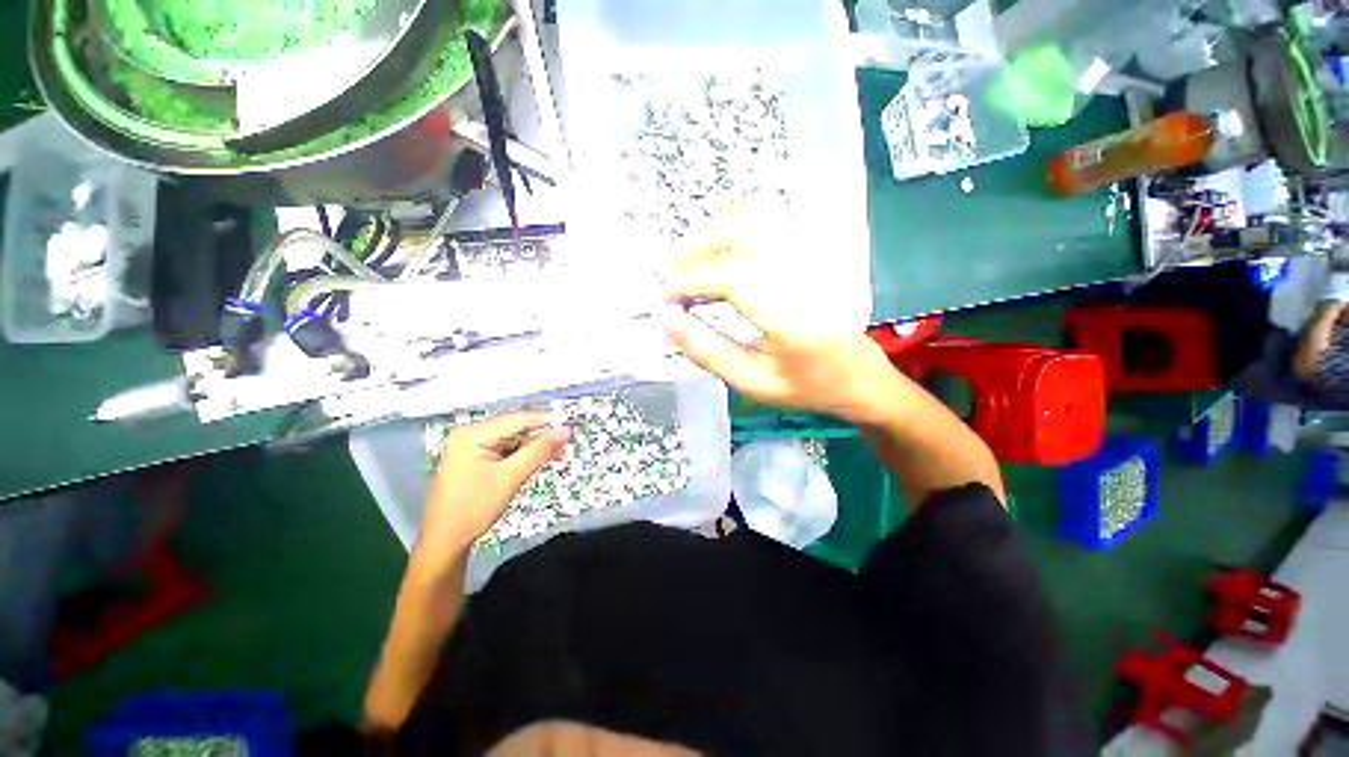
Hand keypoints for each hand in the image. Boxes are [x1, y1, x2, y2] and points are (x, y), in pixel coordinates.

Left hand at [419, 412, 568, 560]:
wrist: (445, 543)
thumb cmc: (474, 508)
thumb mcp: (511, 477)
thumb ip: (539, 450)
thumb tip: (564, 431)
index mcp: (473, 434)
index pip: (518, 419)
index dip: (547, 423)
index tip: (570, 430)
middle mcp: (470, 435)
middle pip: (515, 429)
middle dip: (541, 439)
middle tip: (564, 449)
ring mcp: (470, 449)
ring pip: (512, 441)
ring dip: (533, 449)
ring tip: (555, 458)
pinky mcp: (474, 462)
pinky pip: (504, 452)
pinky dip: (521, 457)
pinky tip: (534, 464)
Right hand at [661, 219, 897, 424]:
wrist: (860, 375)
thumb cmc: (806, 386)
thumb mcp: (752, 383)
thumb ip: (707, 351)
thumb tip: (665, 320)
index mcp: (793, 317)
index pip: (730, 278)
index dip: (687, 281)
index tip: (664, 301)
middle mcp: (804, 273)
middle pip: (739, 233)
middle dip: (692, 252)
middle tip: (671, 281)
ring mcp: (812, 254)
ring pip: (751, 217)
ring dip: (711, 236)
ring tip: (690, 266)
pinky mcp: (813, 249)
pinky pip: (766, 219)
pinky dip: (732, 228)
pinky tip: (720, 254)